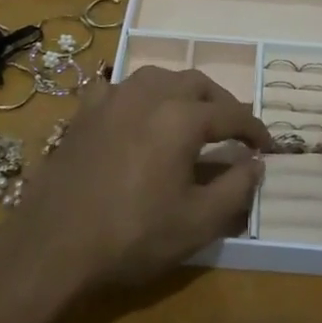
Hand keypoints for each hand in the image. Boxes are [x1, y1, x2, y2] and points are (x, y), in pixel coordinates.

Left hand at [14, 67, 271, 293]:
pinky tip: (135, 111)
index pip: (231, 114)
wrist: (54, 244)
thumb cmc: (133, 235)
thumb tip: (256, 164)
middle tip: (233, 130)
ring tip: (190, 115)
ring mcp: (111, 99)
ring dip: (181, 91)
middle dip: (221, 103)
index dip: (255, 130)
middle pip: (196, 83)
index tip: (267, 146)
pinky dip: (136, 94)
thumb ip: (236, 188)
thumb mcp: (198, 222)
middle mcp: (148, 95)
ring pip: (157, 77)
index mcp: (181, 118)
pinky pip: (116, 87)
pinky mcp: (83, 113)